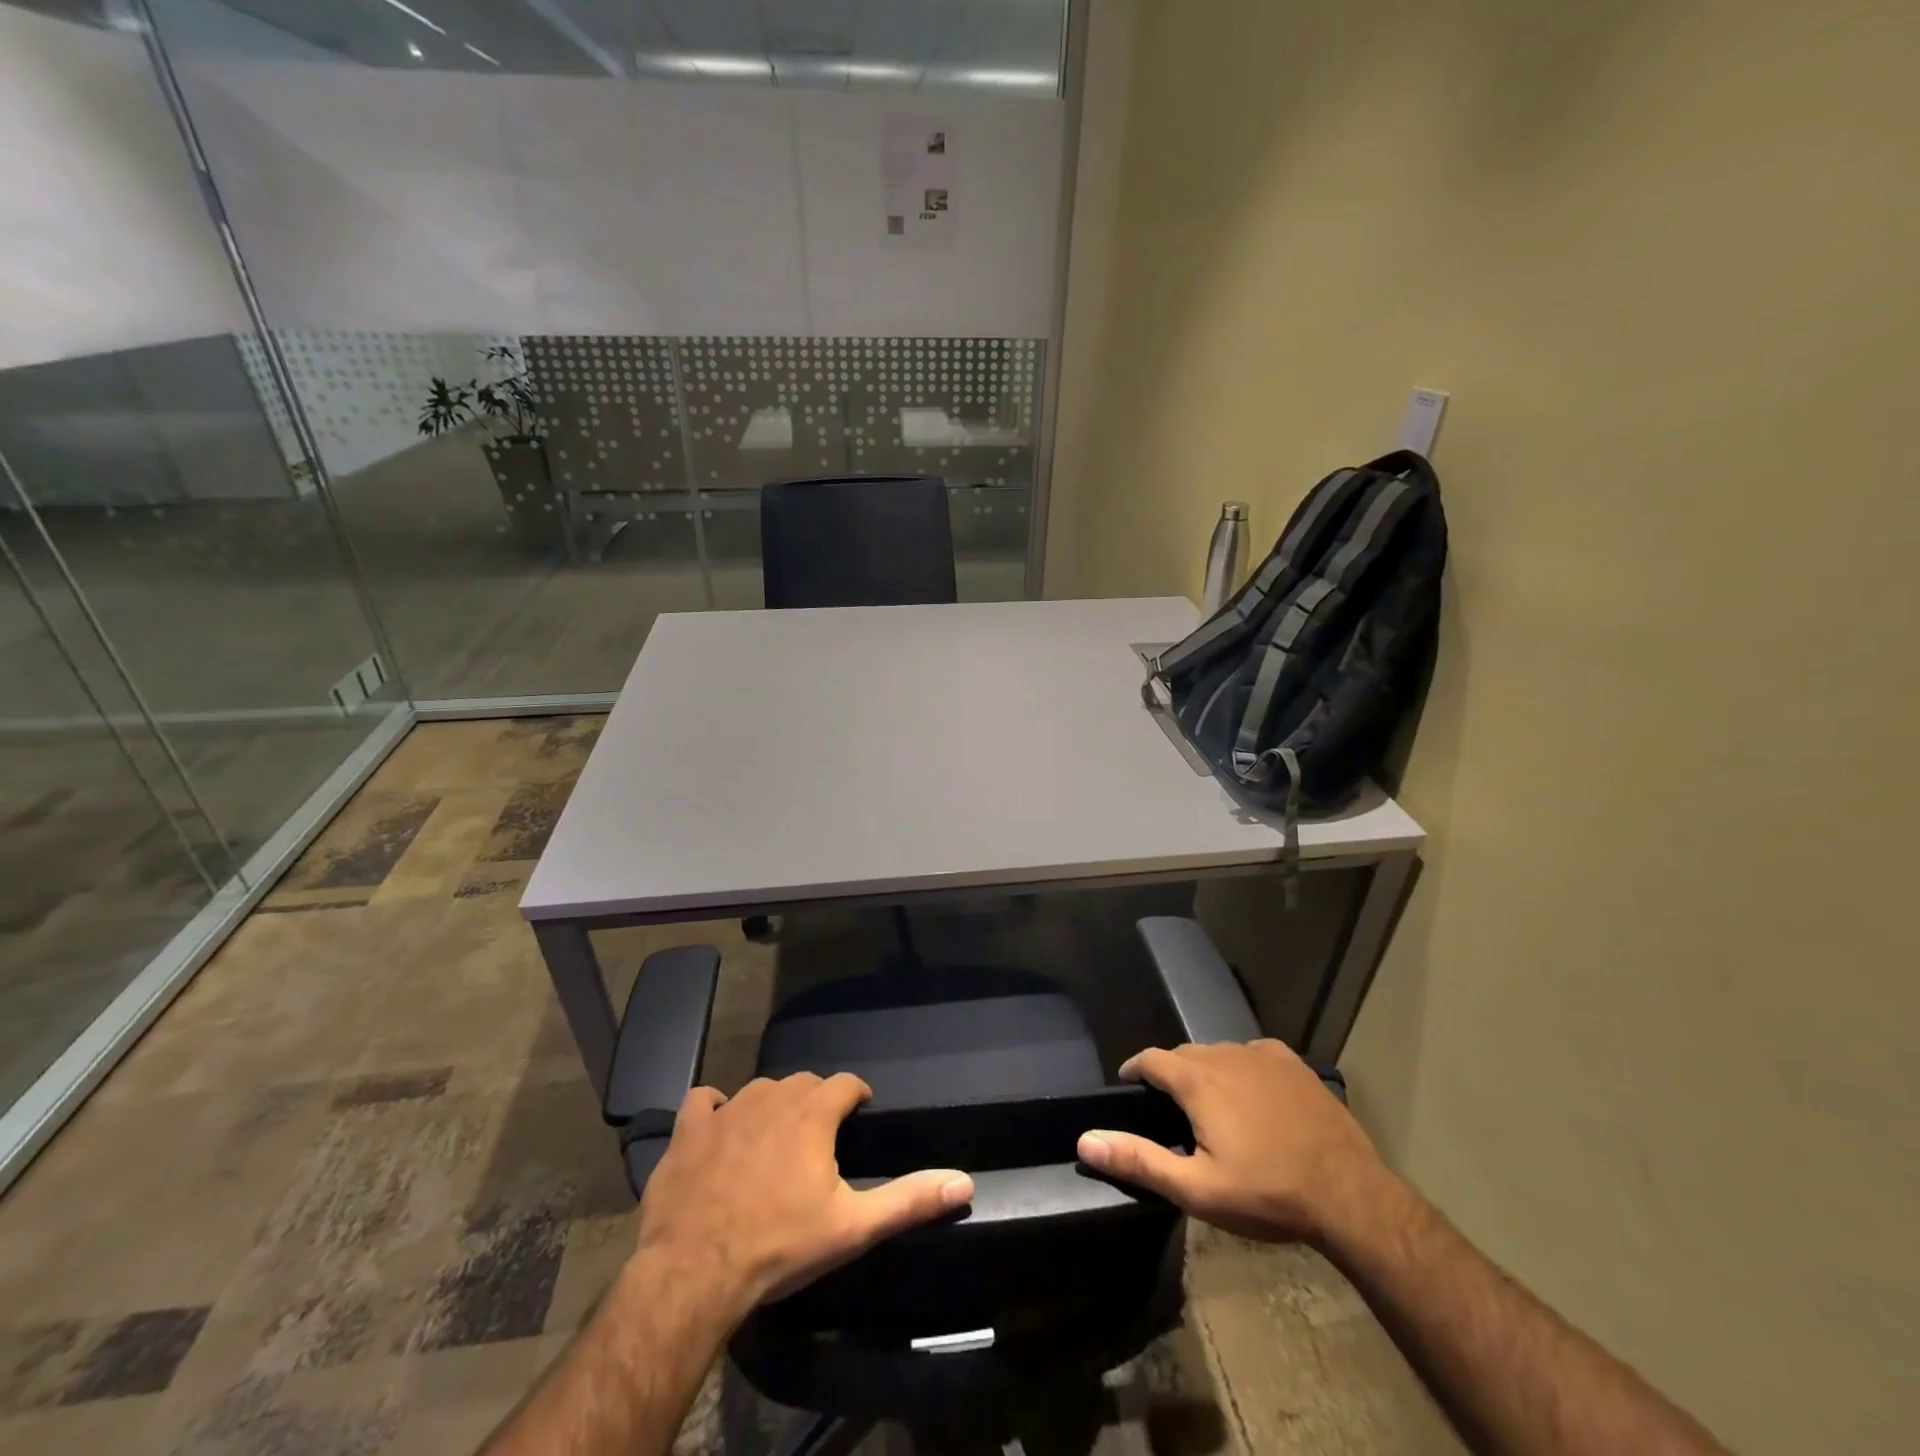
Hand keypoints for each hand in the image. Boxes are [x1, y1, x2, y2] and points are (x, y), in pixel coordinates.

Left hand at [634, 1072, 973, 1322]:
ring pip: (760, 1089)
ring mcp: (727, 1110)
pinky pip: (704, 1100)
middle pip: (804, 1083)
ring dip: (773, 1104)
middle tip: (820, 1137)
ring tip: (777, 1137)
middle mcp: (773, 1097)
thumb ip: (909, 1200)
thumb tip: (965, 1181)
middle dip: (817, 1101)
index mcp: (813, 1114)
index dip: (855, 1095)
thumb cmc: (780, 1246)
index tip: (859, 1113)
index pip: (845, 1083)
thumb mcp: (853, 1227)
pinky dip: (715, 1109)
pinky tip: (719, 1128)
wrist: (694, 1272)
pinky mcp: (689, 1130)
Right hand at [1077, 1039, 1385, 1243]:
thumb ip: (1139, 1160)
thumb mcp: (1197, 1189)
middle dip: (1171, 1074)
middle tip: (1171, 1109)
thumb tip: (1085, 1141)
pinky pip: (1253, 1054)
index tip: (1128, 1086)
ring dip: (1206, 1071)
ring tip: (1211, 1104)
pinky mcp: (1292, 1063)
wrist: (1350, 1196)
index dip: (1134, 1069)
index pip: (1150, 1059)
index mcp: (1197, 1080)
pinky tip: (1253, 1096)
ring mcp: (1262, 1055)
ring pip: (1219, 1053)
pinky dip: (1242, 1068)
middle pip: (1184, 1055)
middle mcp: (1224, 1054)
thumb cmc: (1267, 1194)